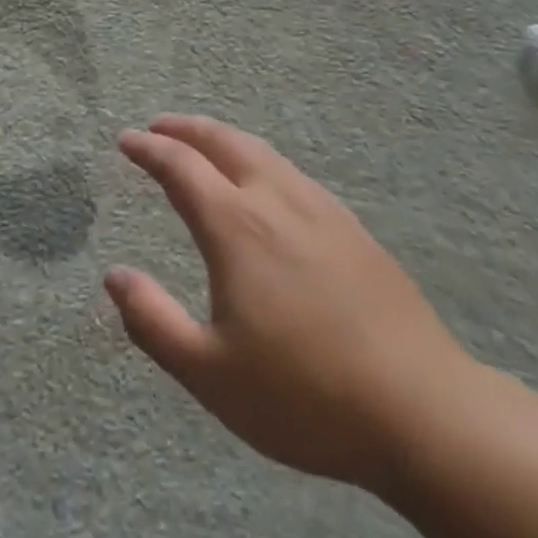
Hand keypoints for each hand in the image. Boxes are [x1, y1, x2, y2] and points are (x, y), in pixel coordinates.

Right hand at [106, 115, 476, 495]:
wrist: (424, 411)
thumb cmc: (305, 396)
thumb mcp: (210, 374)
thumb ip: (153, 322)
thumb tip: (114, 276)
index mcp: (236, 227)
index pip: (181, 167)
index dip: (149, 149)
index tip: (126, 140)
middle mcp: (276, 201)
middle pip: (224, 142)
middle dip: (186, 128)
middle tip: (159, 126)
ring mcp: (321, 210)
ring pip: (263, 152)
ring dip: (224, 138)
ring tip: (204, 144)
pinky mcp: (353, 228)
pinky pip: (292, 173)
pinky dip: (260, 160)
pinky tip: (266, 184)